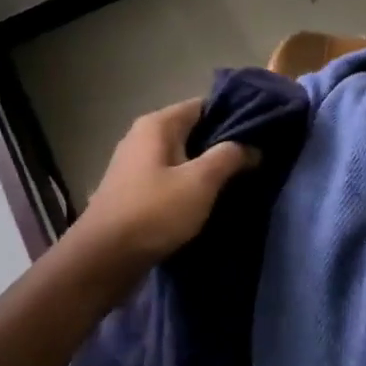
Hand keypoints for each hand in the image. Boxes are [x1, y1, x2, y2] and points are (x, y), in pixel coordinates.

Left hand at [73, 99, 257, 265]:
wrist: (103, 259)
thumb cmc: (154, 212)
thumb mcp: (199, 182)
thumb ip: (228, 157)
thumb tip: (252, 146)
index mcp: (157, 125)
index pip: (204, 105)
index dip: (234, 115)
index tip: (262, 131)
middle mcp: (143, 137)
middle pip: (193, 131)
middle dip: (223, 144)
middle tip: (258, 158)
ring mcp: (136, 165)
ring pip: (183, 157)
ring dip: (208, 168)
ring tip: (241, 180)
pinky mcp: (134, 191)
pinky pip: (171, 178)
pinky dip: (190, 185)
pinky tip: (210, 200)